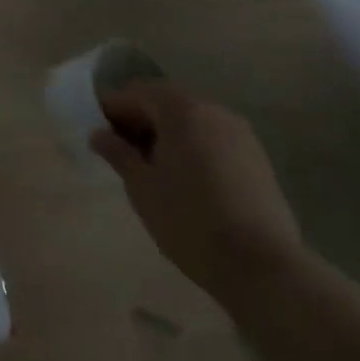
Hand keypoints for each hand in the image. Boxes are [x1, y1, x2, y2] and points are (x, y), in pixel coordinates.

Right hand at [93, 80, 304, 304]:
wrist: (261, 266)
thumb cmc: (188, 219)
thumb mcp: (141, 185)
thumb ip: (118, 153)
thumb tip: (99, 134)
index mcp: (183, 111)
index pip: (139, 93)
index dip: (113, 108)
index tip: (97, 132)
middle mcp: (215, 113)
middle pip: (168, 104)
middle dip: (141, 120)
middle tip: (120, 150)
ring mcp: (242, 137)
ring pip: (193, 123)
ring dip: (167, 135)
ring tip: (150, 168)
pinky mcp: (259, 162)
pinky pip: (213, 141)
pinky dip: (192, 149)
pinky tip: (183, 180)